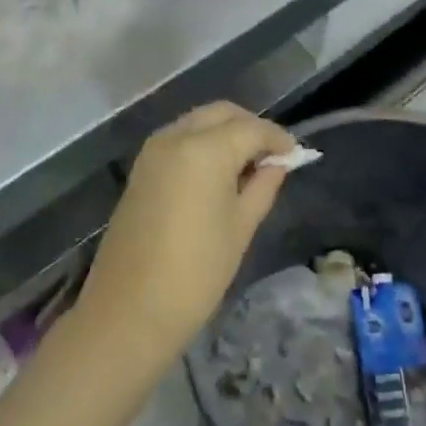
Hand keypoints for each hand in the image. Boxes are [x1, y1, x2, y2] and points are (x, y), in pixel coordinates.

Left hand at [78, 102, 295, 367]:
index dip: (278, 139)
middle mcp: (176, 137)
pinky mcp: (141, 168)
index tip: (296, 155)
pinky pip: (179, 139)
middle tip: (272, 156)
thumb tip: (278, 164)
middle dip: (250, 127)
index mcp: (205, 149)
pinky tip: (218, 173)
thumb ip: (263, 185)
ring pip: (198, 121)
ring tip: (247, 166)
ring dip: (225, 132)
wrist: (129, 312)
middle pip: (222, 113)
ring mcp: (153, 150)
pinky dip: (203, 143)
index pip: (252, 128)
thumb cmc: (196, 273)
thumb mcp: (241, 227)